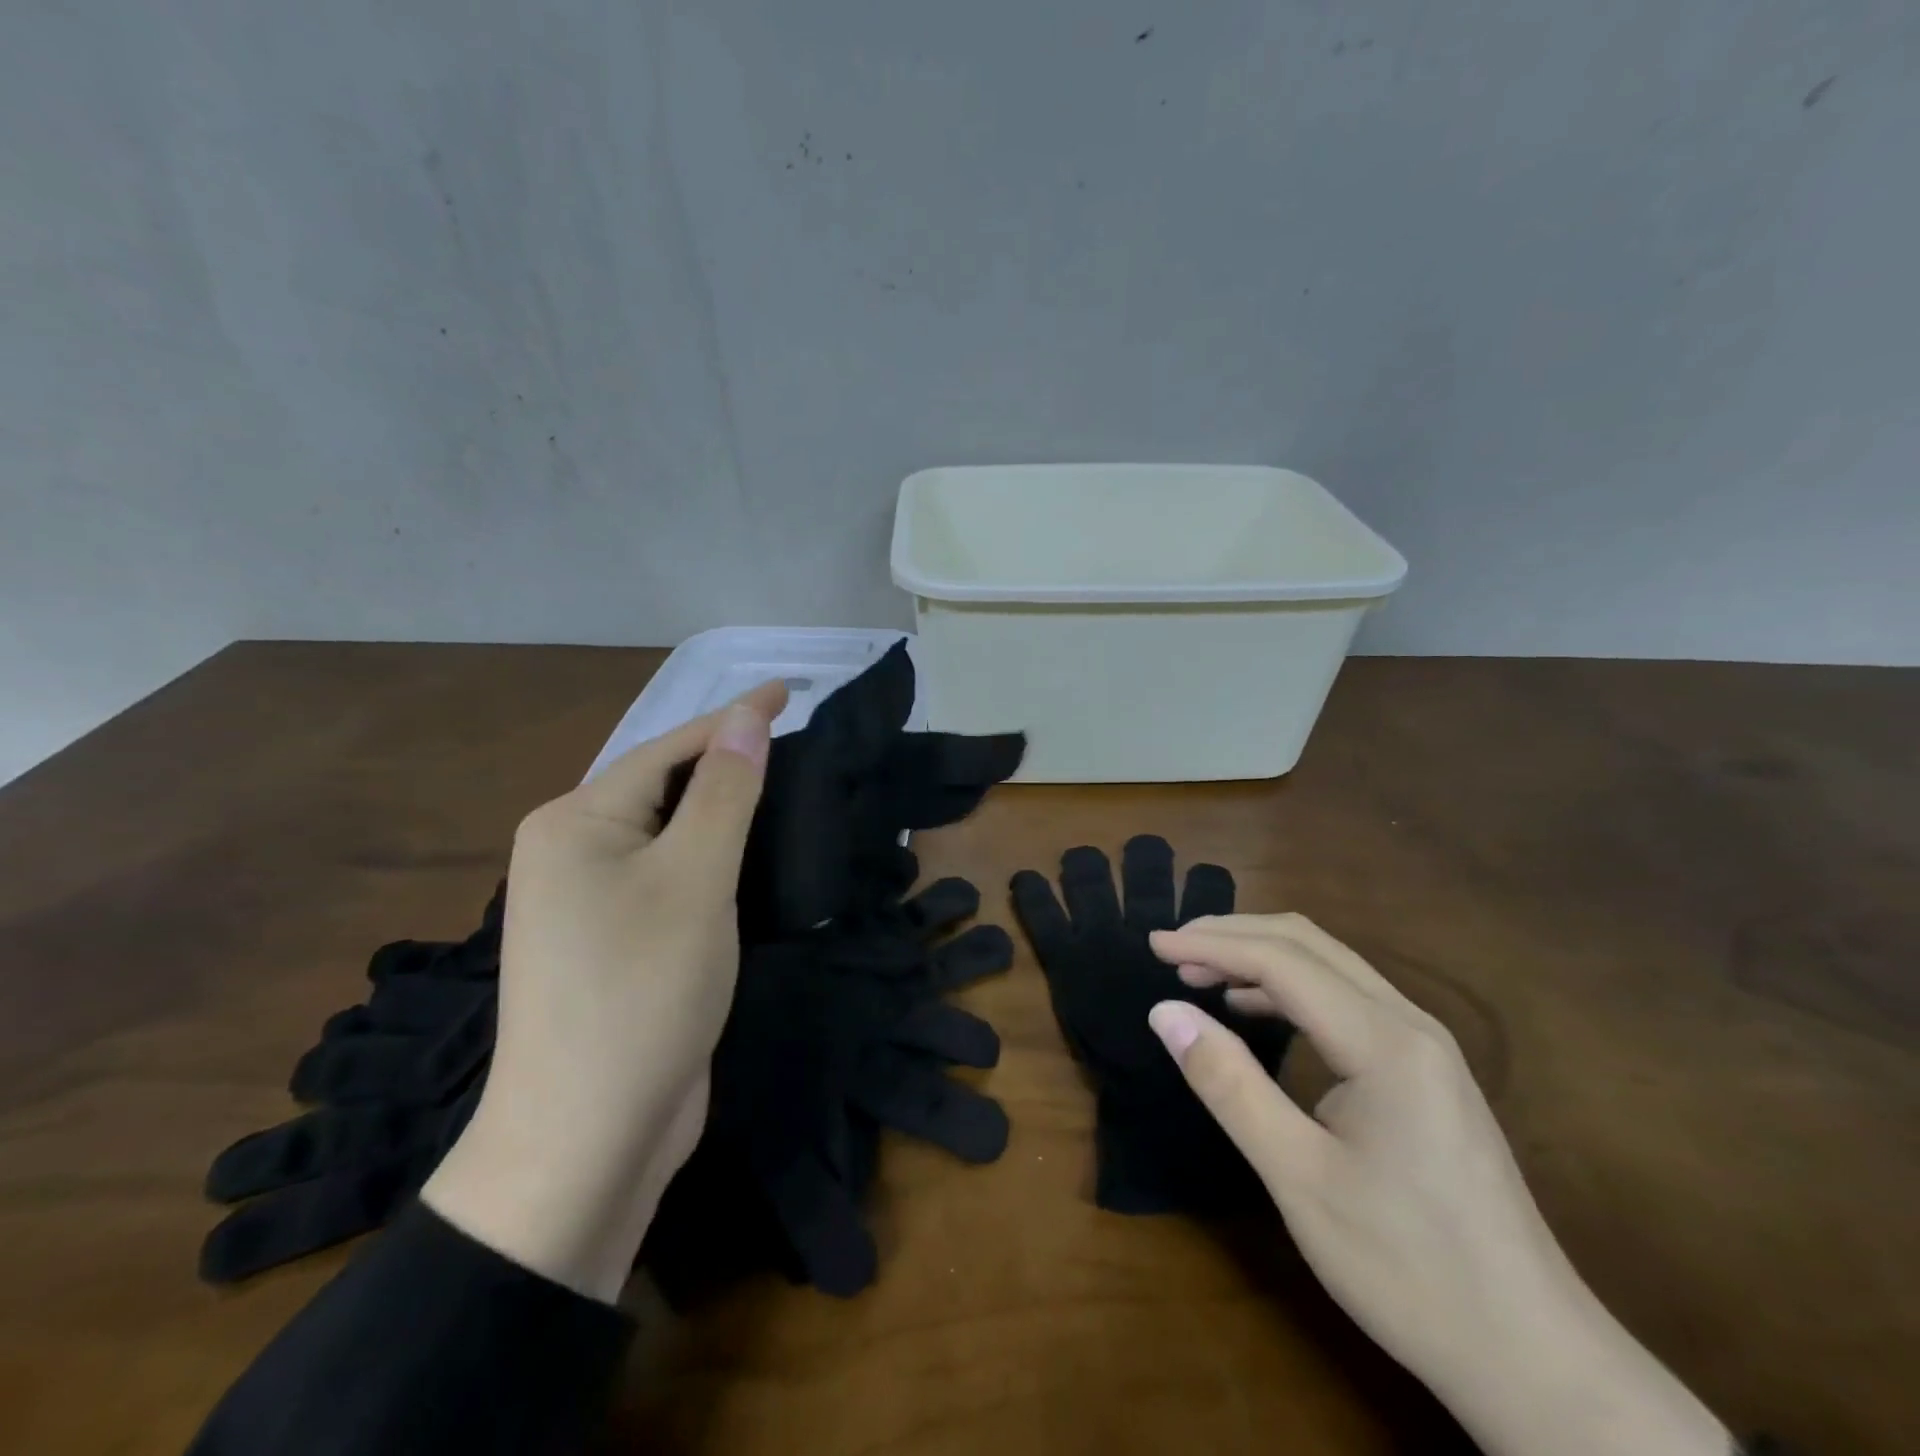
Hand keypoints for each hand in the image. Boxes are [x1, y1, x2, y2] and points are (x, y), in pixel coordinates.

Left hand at [423, 680, 786, 1301]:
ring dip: (725, 811)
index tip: (790, 689)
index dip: (732, 717)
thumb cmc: (641, 992)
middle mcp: (572, 853)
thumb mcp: (694, 879)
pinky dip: (714, 859)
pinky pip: (671, 878)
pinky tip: (753, 857)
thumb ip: (724, 792)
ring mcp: (591, 903)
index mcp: (575, 823)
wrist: (588, 1140)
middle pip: (665, 786)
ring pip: (671, 834)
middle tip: (797, 743)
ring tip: (785, 787)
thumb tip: (746, 717)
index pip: (668, 748)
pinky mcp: (617, 943)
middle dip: (728, 762)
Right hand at [1146, 914, 1729, 1455]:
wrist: (1535, 1359)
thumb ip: (1228, 1084)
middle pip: (1309, 944)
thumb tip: (1165, 1012)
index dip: (1211, 944)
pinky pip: (1346, 1000)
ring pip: (1330, 966)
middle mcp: (1410, 1024)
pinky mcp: (1426, 1072)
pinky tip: (1256, 1011)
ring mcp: (1426, 1046)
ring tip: (1200, 974)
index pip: (1281, 961)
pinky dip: (1290, 990)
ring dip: (1261, 958)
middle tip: (1171, 951)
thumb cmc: (1407, 1268)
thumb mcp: (1298, 1176)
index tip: (1152, 945)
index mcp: (1384, 1042)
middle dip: (1234, 936)